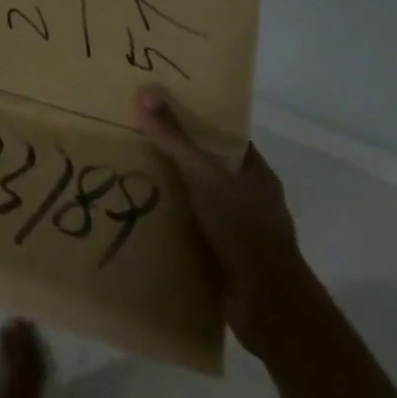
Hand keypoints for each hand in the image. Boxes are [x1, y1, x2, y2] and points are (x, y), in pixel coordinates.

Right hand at [135, 84, 308, 358]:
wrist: (268, 306)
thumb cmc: (243, 229)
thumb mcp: (204, 176)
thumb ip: (175, 139)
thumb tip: (145, 92)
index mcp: (254, 172)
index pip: (224, 135)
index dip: (197, 119)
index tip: (162, 107)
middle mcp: (248, 197)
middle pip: (208, 166)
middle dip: (175, 155)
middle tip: (134, 138)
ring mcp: (238, 230)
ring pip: (198, 200)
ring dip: (170, 193)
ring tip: (128, 175)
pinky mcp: (224, 259)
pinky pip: (191, 232)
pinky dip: (170, 226)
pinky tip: (141, 218)